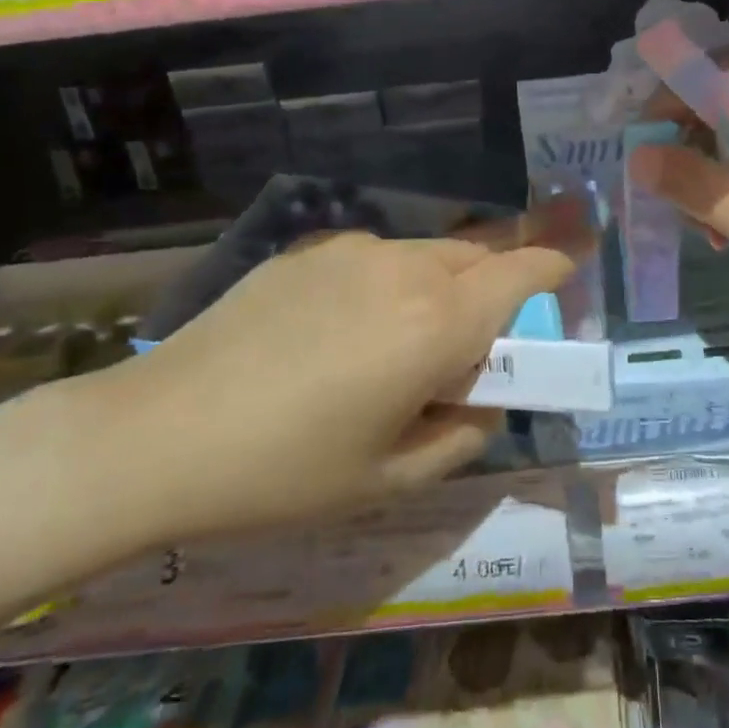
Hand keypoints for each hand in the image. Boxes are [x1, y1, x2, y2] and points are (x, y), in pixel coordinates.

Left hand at [47, 208, 583, 544]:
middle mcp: (404, 266)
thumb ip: (463, 435)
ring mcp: (351, 250)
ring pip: (428, 253)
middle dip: (498, 284)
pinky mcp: (307, 251)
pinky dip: (392, 284)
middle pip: (480, 253)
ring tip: (405, 344)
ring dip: (443, 286)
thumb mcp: (392, 477)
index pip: (523, 268)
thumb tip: (483, 401)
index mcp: (437, 321)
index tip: (574, 267)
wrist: (154, 436)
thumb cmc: (285, 471)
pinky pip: (376, 258)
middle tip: (482, 338)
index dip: (557, 262)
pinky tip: (345, 333)